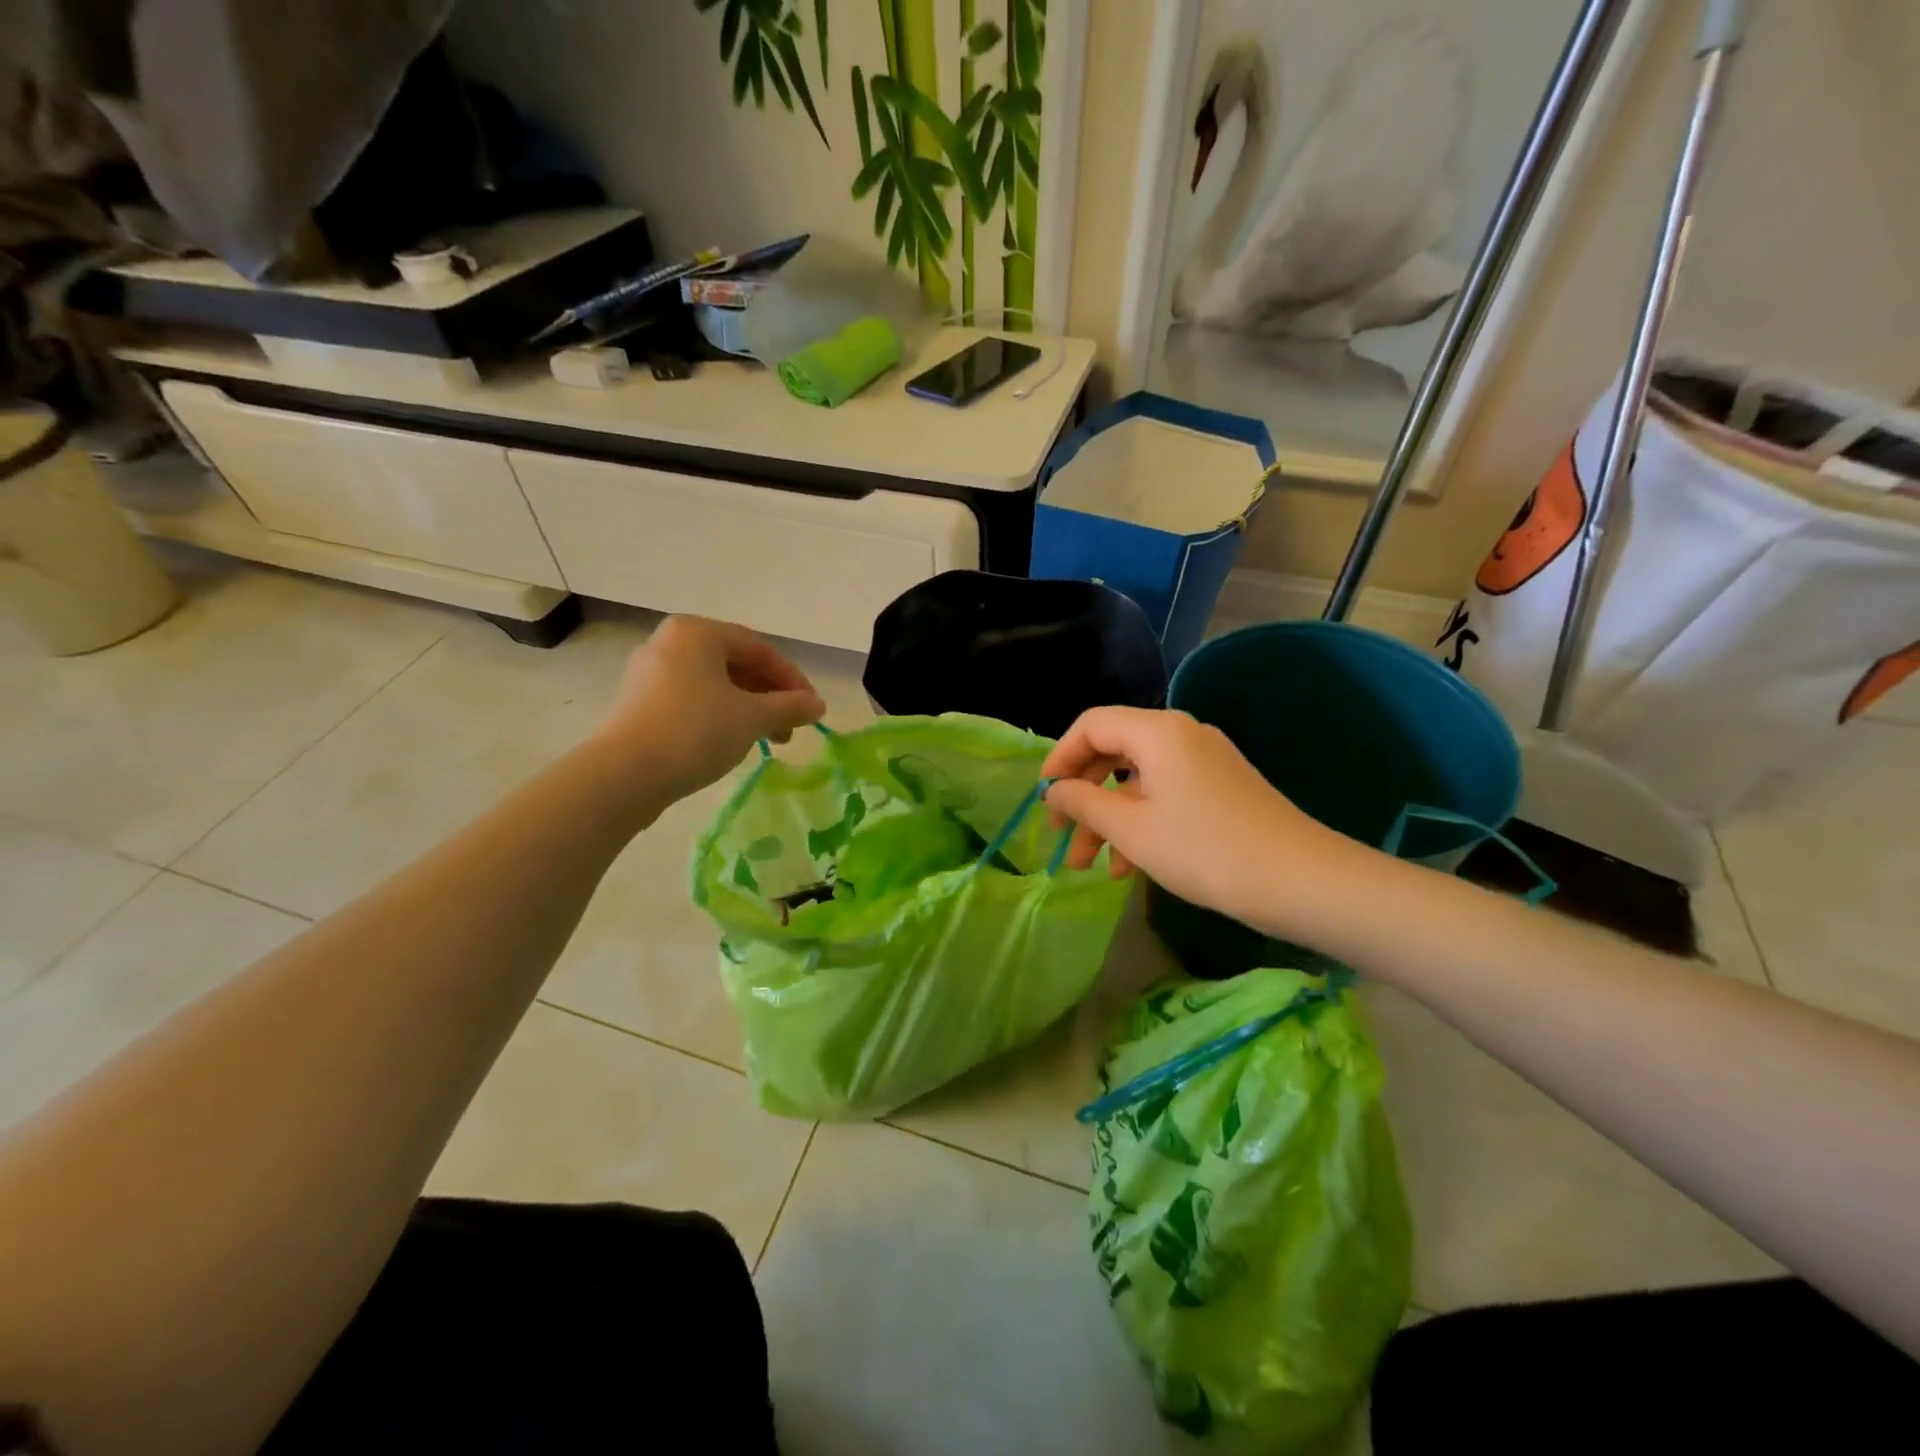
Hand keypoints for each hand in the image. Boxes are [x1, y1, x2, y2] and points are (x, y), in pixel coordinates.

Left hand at [594, 616, 825, 805]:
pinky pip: (693, 701)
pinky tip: (733, 743)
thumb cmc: (696, 731)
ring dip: (749, 710)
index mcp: (697, 632)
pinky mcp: (640, 704)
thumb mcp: (753, 717)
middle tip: (792, 728)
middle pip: (736, 665)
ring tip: (768, 741)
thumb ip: (790, 706)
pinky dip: (720, 716)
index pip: (760, 649)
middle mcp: (670, 643)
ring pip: (715, 685)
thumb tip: (818, 706)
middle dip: (770, 697)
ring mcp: (650, 673)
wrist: (625, 774)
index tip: (812, 710)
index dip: (793, 680)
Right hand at [1042, 707, 1352, 931]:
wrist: (1301, 881)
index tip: (1044, 799)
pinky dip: (1141, 821)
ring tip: (1089, 866)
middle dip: (1082, 795)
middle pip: (1113, 751)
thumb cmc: (1205, 850)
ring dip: (1109, 818)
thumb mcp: (1131, 829)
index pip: (1091, 725)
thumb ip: (1083, 803)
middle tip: (1062, 836)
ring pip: (1138, 779)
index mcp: (1157, 731)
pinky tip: (1129, 866)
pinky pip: (1165, 793)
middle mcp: (1181, 734)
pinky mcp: (1220, 786)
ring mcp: (1204, 760)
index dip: (1059, 758)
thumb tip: (1054, 791)